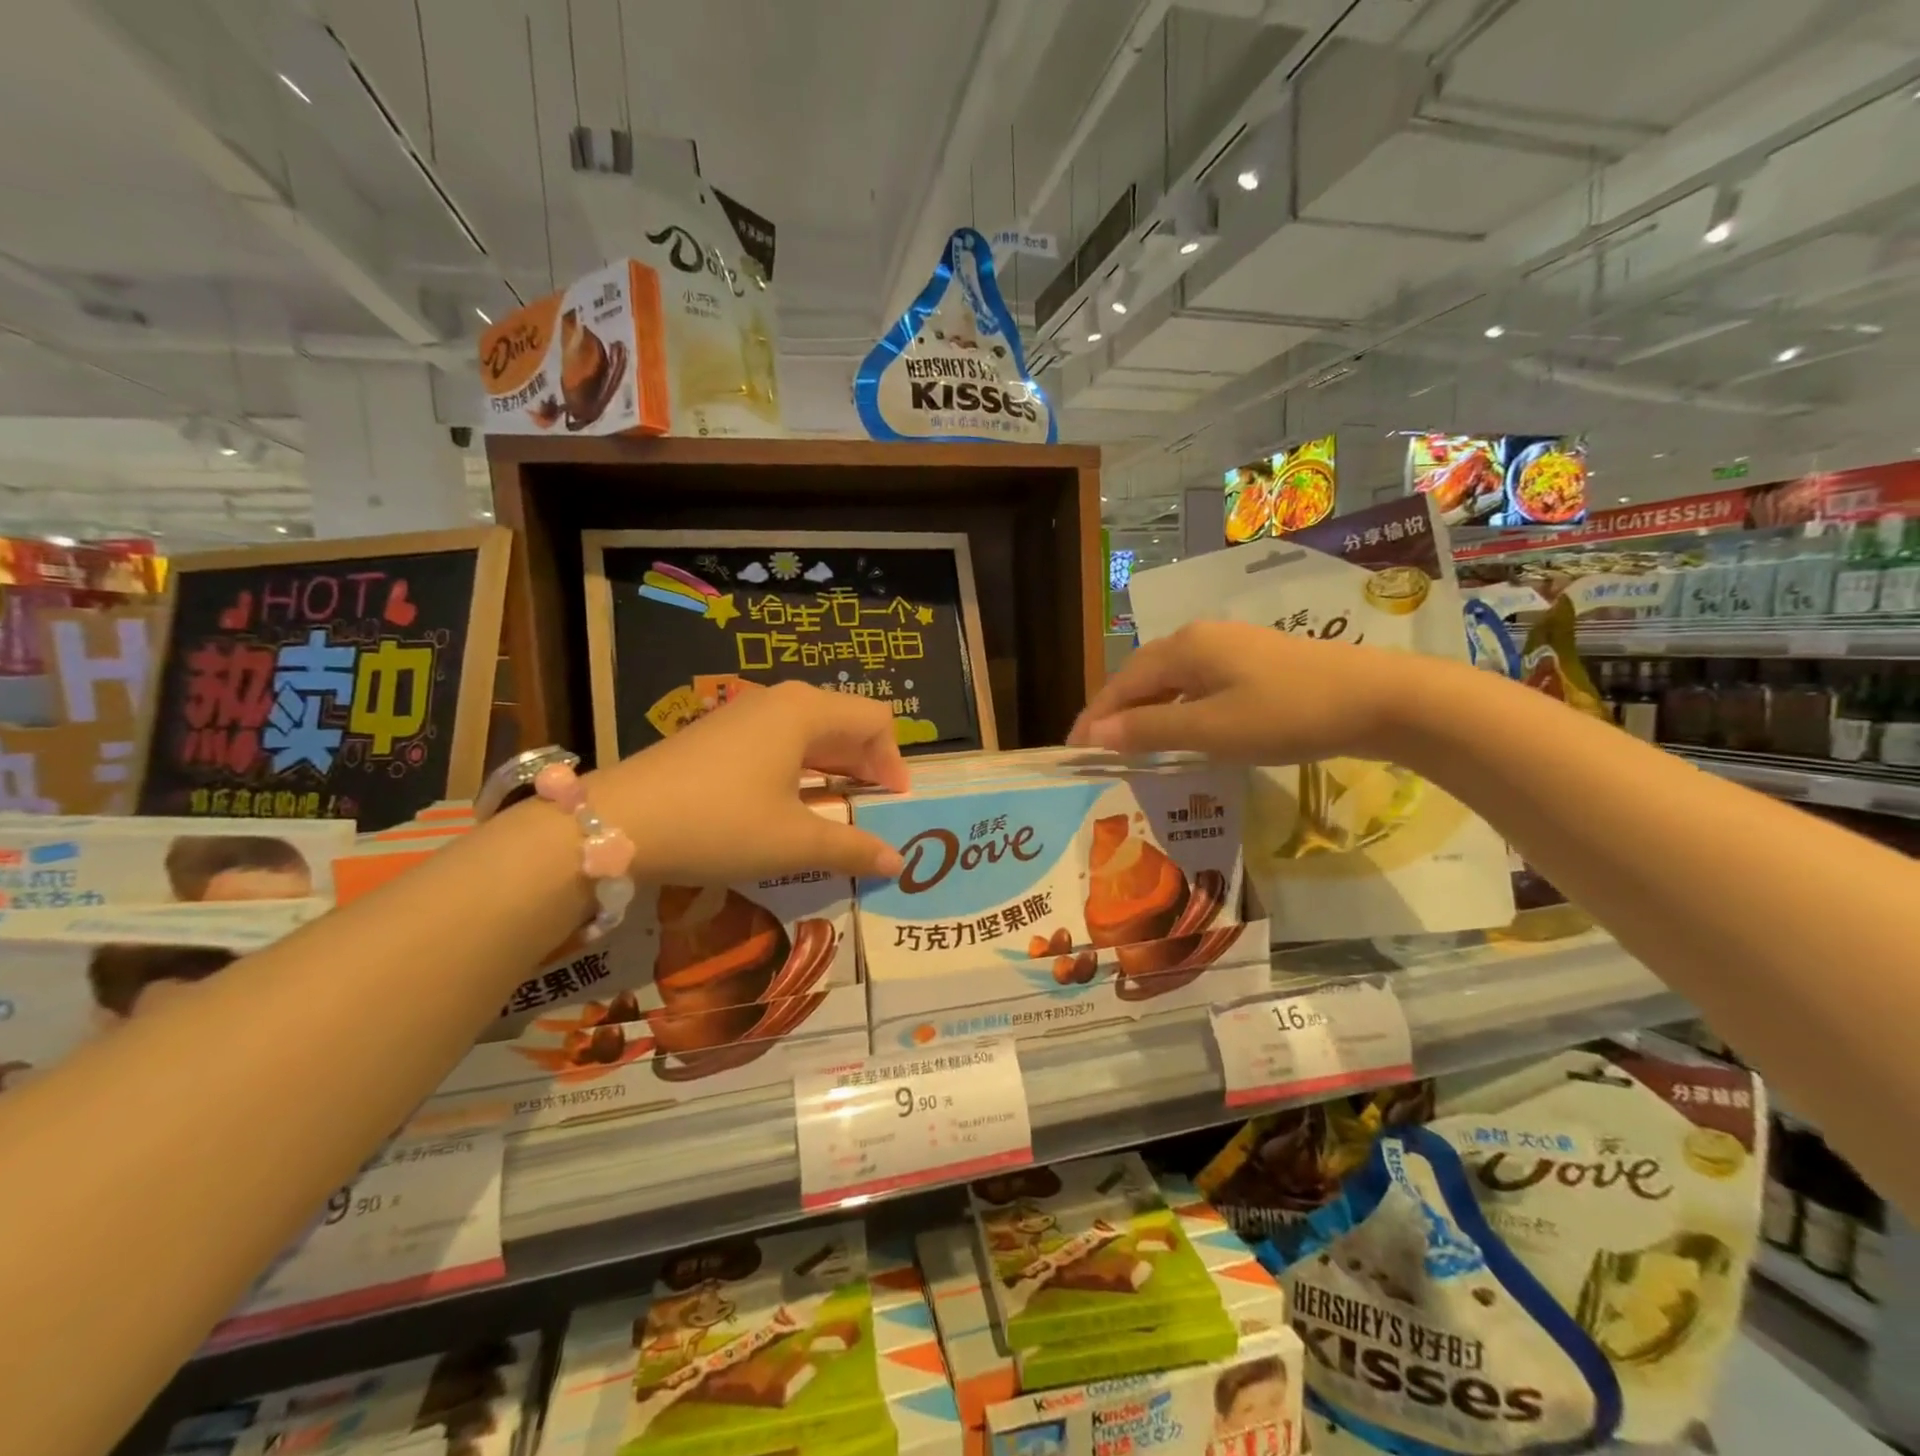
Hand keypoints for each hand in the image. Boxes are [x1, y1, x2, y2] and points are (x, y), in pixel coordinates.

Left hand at [594, 682, 909, 881]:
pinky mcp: (717, 735)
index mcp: (806, 712)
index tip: (894, 803)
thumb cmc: (720, 824)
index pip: (875, 721)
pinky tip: (791, 801)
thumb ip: (852, 848)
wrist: (617, 824)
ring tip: (840, 805)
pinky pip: (778, 741)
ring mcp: (743, 714)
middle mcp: (779, 701)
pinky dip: (801, 766)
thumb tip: (896, 862)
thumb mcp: (793, 843)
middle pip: (844, 721)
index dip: (894, 761)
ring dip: (834, 765)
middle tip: (875, 806)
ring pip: (809, 731)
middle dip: (867, 762)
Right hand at [1068, 621, 1418, 762]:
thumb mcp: (1211, 730)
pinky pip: (1196, 684)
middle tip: (1098, 752)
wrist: (1378, 698)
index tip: (1072, 753)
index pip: (1120, 684)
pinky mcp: (1253, 662)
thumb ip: (1149, 730)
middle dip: (1116, 714)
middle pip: (1142, 677)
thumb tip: (1093, 736)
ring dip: (1146, 712)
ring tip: (1131, 747)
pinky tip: (1182, 732)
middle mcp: (1199, 638)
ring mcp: (1229, 647)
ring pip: (1170, 681)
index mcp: (1183, 647)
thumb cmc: (1287, 714)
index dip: (1094, 718)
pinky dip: (1177, 709)